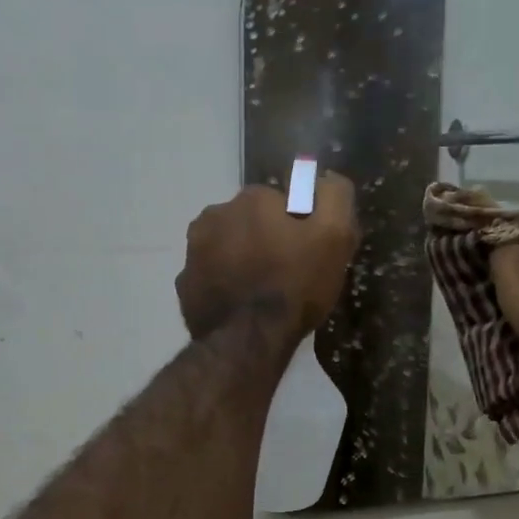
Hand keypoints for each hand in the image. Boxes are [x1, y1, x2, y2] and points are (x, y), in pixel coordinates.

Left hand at [177, 172, 359, 342]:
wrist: (249, 341)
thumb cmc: (295, 286)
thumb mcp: (335, 236)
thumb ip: (334, 196)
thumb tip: (326, 178)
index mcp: (251, 199)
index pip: (281, 203)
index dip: (298, 226)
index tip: (307, 252)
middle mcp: (214, 215)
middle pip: (249, 223)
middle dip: (265, 240)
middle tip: (285, 275)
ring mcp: (193, 251)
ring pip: (226, 247)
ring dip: (241, 260)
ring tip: (261, 292)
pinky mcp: (184, 284)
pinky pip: (210, 276)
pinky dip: (222, 284)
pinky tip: (239, 305)